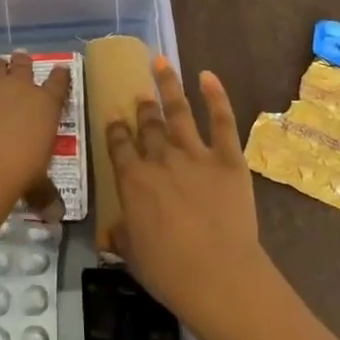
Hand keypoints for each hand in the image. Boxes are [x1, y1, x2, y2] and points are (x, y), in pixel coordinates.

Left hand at [0, 41, 70, 203]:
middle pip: (24, 66)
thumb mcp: (38, 183)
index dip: (59, 77)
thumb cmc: (19, 172)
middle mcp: (23, 85)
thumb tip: (57, 215)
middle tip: (19, 71)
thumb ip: (45, 193)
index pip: (59, 83)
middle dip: (22, 66)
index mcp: (46, 105)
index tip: (59, 73)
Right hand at [107, 58, 264, 335]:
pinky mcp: (227, 158)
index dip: (114, 128)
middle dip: (142, 108)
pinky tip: (208, 76)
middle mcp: (160, 159)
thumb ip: (122, 236)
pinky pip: (222, 121)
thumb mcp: (133, 256)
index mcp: (133, 181)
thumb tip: (111, 231)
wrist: (218, 276)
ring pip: (178, 112)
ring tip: (161, 63)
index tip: (112, 115)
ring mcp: (195, 154)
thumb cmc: (170, 272)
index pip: (118, 146)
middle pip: (147, 126)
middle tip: (140, 94)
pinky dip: (216, 96)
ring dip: (169, 86)